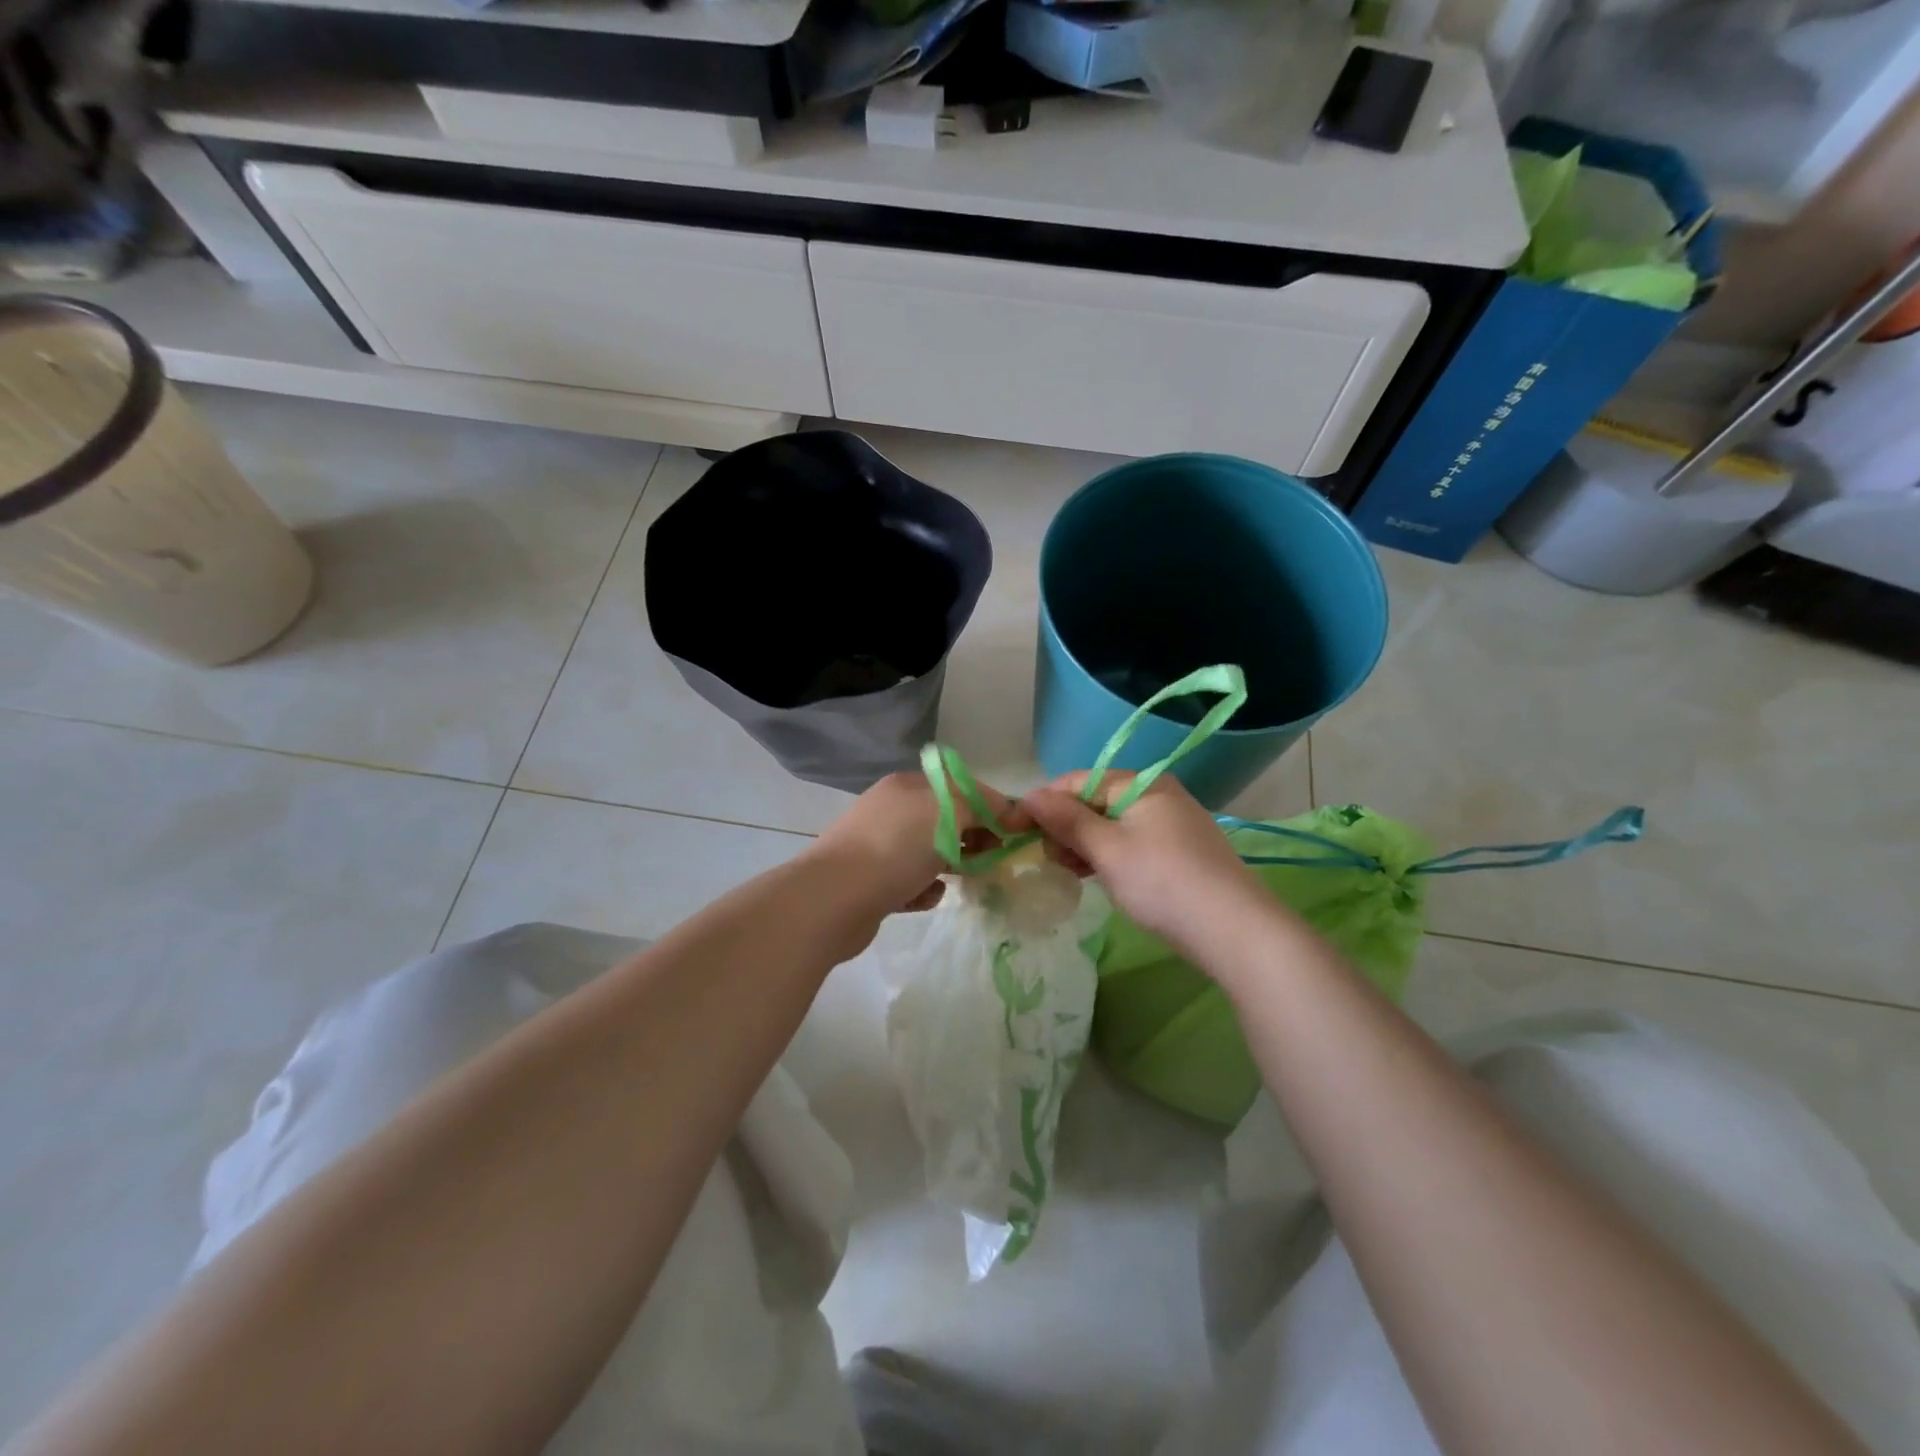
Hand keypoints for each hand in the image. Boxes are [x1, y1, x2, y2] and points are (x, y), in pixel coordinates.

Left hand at [807, 770, 1020, 918]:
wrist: (834, 899)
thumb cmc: (896, 848)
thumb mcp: (948, 813)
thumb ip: (979, 807)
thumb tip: (1001, 810)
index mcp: (908, 786)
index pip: (960, 786)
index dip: (990, 805)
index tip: (1014, 831)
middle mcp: (891, 810)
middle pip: (945, 819)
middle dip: (973, 837)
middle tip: (994, 858)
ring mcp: (878, 847)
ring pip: (928, 852)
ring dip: (952, 864)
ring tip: (968, 879)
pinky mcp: (872, 883)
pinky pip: (910, 881)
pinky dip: (924, 889)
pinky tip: (928, 897)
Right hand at [1020, 772, 1272, 957]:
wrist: (1235, 930)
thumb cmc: (1162, 882)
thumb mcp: (1107, 849)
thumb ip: (1066, 820)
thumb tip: (1028, 796)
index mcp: (1141, 784)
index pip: (1078, 781)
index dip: (1042, 802)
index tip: (1012, 828)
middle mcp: (1158, 794)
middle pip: (1095, 801)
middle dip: (1063, 826)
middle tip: (1042, 857)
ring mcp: (1172, 823)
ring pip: (1112, 825)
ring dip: (1083, 844)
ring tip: (1064, 870)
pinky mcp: (1180, 852)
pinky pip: (1131, 843)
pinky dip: (1107, 856)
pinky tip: (1093, 876)